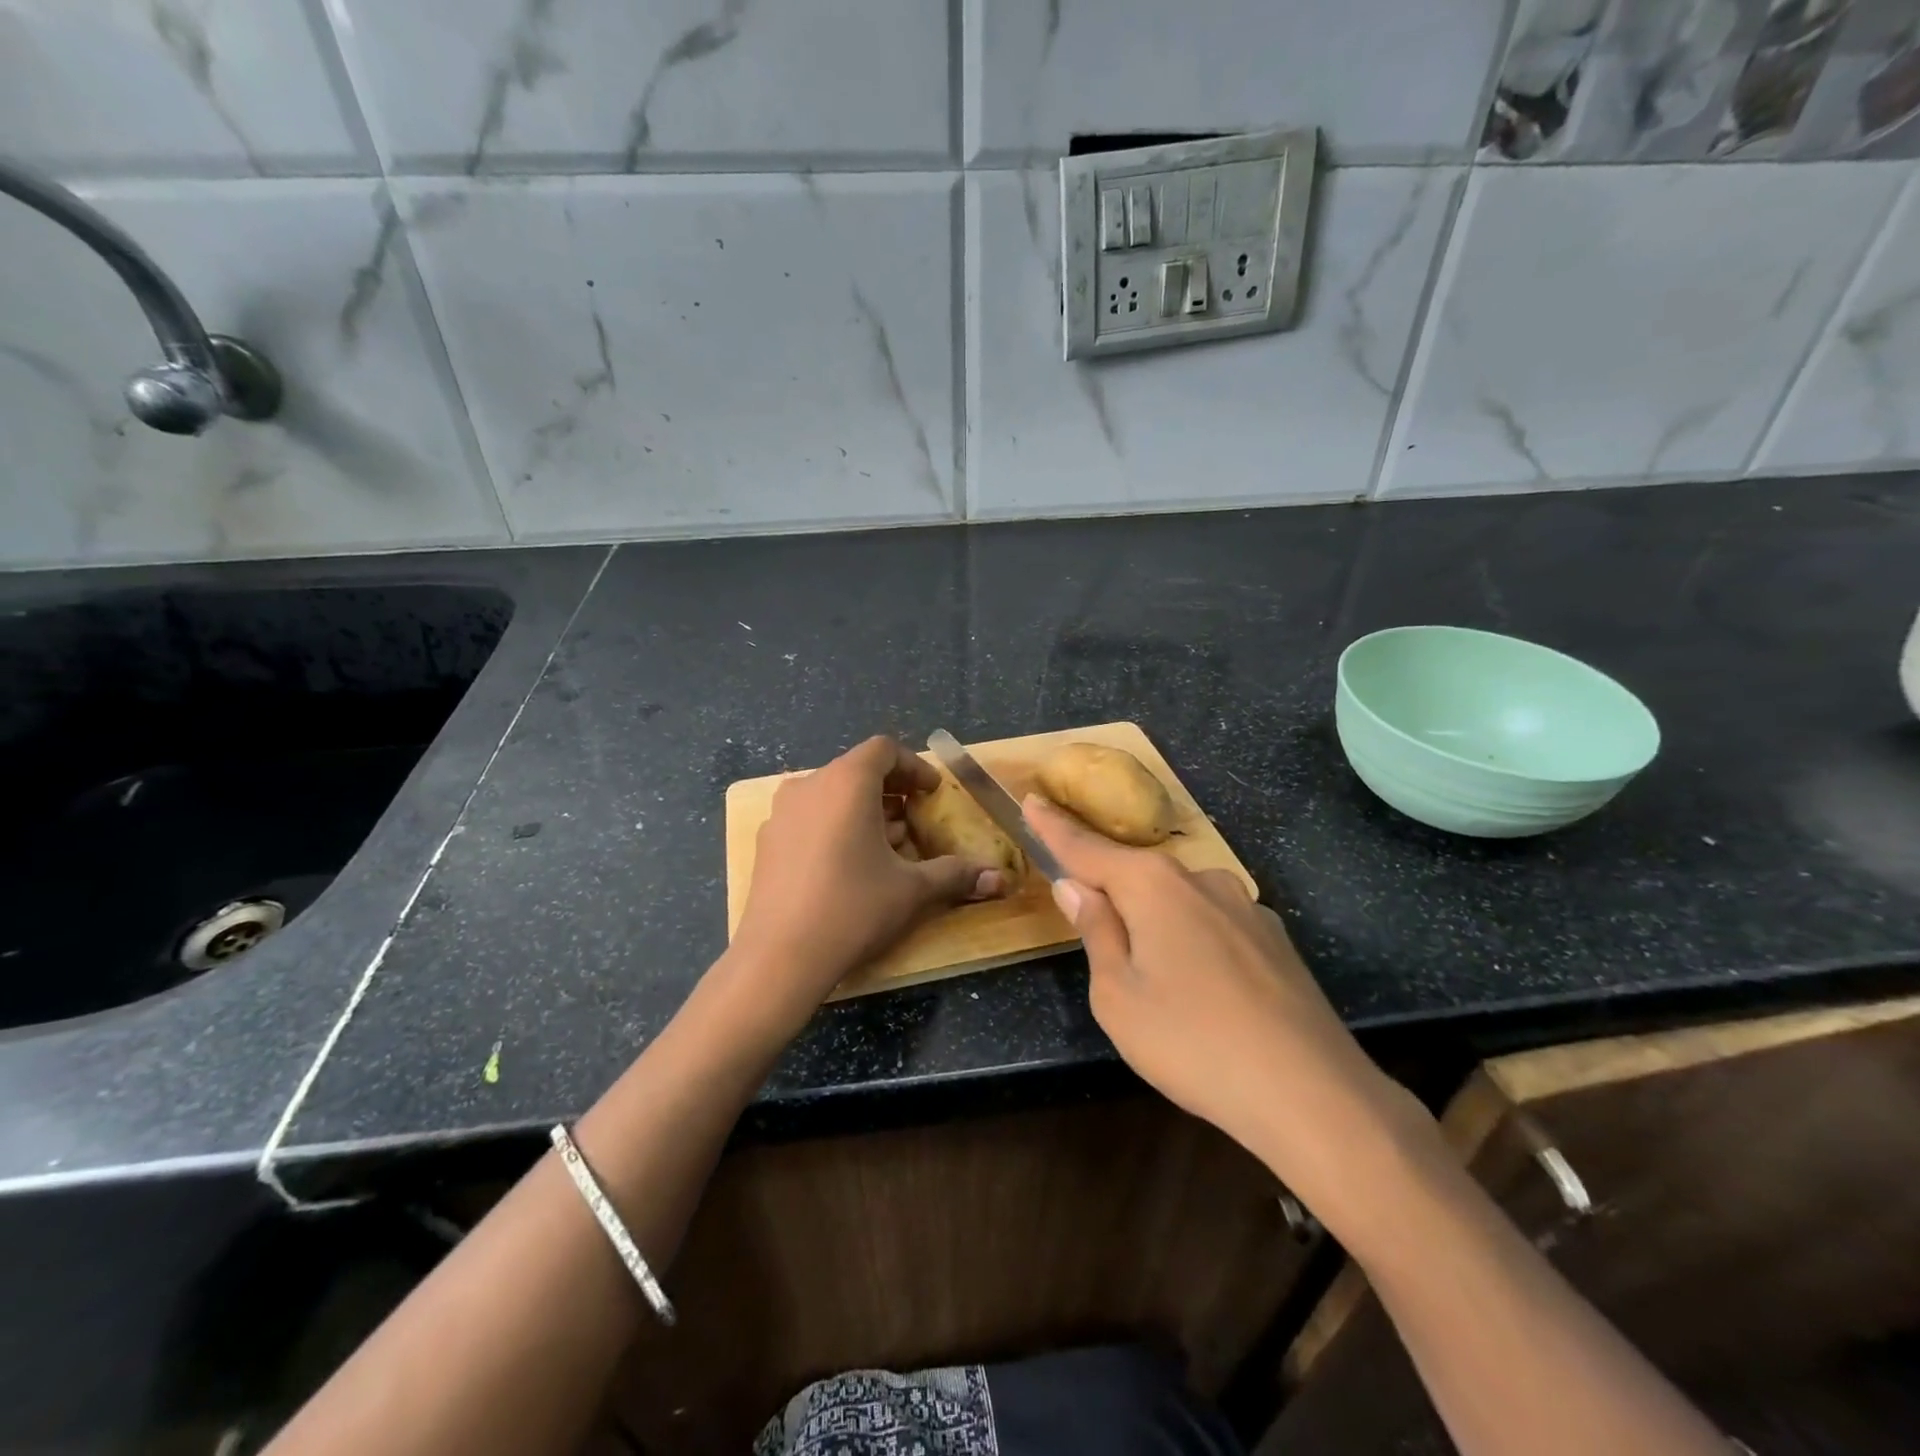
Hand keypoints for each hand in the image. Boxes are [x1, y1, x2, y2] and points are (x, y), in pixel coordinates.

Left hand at [727, 737, 1007, 1028]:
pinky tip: (848, 866)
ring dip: (863, 810)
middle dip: (891, 791)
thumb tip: (1000, 879)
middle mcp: (809, 786)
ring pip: (831, 795)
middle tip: (914, 820)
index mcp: (846, 782)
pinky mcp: (767, 841)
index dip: (914, 766)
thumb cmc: (853, 908)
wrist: (779, 957)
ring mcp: (781, 813)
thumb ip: (956, 874)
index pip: (884, 750)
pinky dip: (835, 826)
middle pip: (856, 770)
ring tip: (886, 846)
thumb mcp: (912, 890)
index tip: (932, 793)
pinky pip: (809, 817)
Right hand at [1024, 795, 1429, 1218]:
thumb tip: (1076, 887)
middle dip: (1109, 887)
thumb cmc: (1191, 1042)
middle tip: (1088, 918)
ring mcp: (1245, 906)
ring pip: (1178, 901)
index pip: (1087, 848)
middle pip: (1136, 873)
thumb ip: (1097, 932)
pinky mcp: (1275, 939)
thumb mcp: (1118, 996)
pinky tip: (1204, 990)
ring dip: (1154, 920)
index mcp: (1153, 885)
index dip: (1054, 827)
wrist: (1311, 1094)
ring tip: (1154, 978)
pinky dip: (1193, 941)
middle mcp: (1200, 879)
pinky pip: (1214, 925)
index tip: (1031, 799)